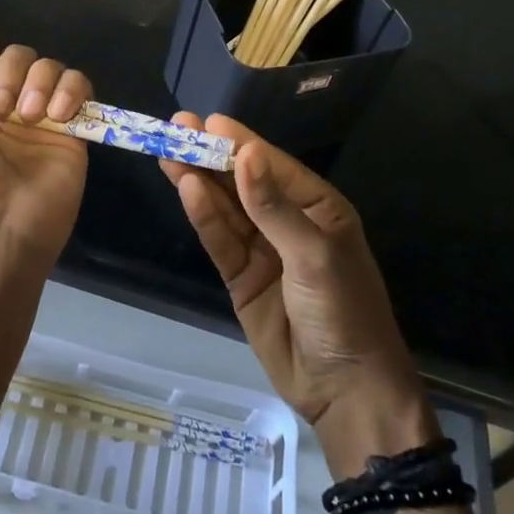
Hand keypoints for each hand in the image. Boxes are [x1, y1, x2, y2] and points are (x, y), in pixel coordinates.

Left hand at [0, 8, 91, 274]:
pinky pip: (81, 87)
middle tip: (0, 111)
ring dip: (39, 83)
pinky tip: (59, 114)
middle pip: (20, 56)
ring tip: (28, 117)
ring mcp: (42, 119)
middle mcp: (5, 107)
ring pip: (50, 67)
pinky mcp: (74, 132)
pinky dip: (72, 91)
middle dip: (11, 74)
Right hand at [160, 114, 437, 469]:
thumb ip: (273, 206)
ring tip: (168, 151)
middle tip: (176, 126)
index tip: (206, 121)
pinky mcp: (241, 277)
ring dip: (199, 180)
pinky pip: (219, 239)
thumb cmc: (344, 311)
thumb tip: (245, 154)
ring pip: (225, 207)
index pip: (271, 165)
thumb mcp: (314, 254)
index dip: (239, 142)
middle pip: (242, 181)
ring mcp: (262, 249)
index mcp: (317, 207)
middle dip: (211, 155)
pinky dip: (203, 216)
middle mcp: (287, 221)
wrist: (346, 392)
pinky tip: (185, 189)